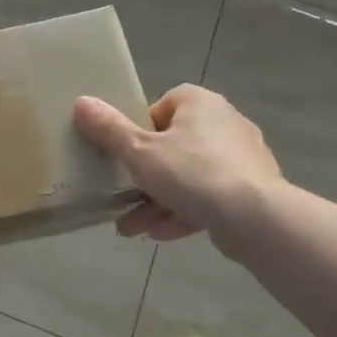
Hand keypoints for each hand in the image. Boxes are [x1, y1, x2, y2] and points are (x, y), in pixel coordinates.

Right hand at [73, 84, 282, 242]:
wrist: (256, 218)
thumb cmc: (192, 173)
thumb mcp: (139, 151)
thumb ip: (108, 129)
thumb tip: (81, 101)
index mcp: (199, 103)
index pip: (162, 107)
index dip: (139, 131)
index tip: (126, 155)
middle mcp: (224, 123)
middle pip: (172, 146)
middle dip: (144, 178)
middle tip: (121, 197)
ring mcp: (241, 158)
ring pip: (189, 177)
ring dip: (158, 201)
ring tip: (130, 228)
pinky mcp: (251, 190)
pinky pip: (209, 197)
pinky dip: (183, 212)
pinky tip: (159, 234)